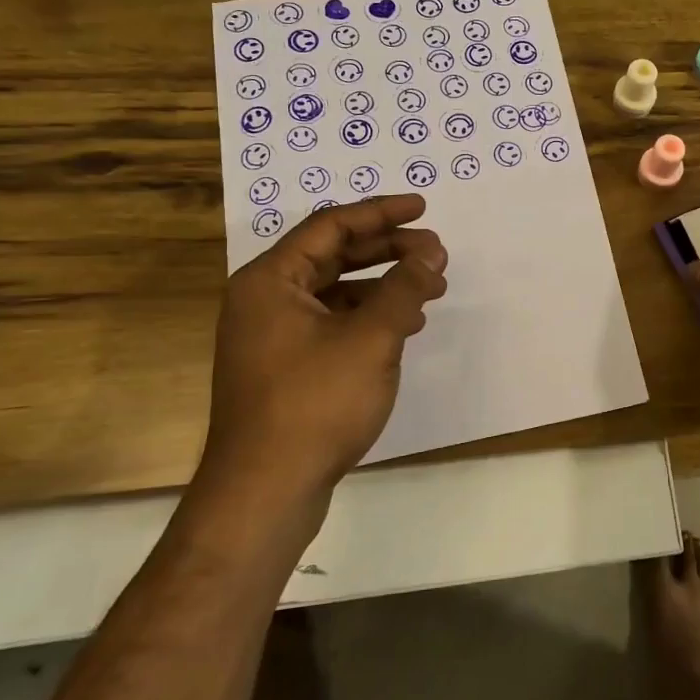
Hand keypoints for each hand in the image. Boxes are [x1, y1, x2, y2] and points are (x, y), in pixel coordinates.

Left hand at [200, 195, 447, 499]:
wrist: (265, 491)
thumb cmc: (315, 403)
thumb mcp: (372, 339)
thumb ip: (404, 288)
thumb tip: (431, 252)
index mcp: (271, 280)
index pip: (331, 226)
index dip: (381, 213)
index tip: (423, 208)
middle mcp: (264, 300)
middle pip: (333, 255)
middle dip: (387, 250)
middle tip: (435, 250)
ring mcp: (271, 336)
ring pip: (335, 291)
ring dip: (383, 285)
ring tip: (430, 288)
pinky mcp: (284, 367)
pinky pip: (331, 323)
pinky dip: (369, 317)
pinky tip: (404, 327)